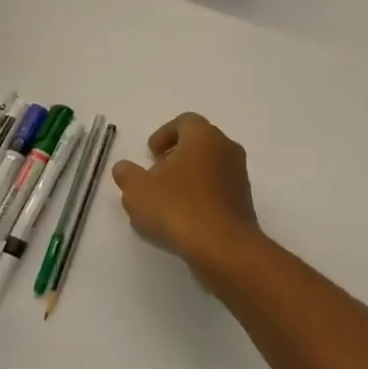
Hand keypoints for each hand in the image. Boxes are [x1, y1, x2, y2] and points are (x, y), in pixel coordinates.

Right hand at [112, 113, 266, 287]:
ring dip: (189, 176)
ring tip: (166, 199)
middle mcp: (226, 148)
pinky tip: (184, 217)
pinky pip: (218, 188)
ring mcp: (239, 175)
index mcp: (204, 136)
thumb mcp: (139, 192)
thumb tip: (123, 168)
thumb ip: (128, 176)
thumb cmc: (178, 208)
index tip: (151, 153)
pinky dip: (201, 194)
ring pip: (210, 166)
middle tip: (156, 173)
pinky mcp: (244, 201)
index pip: (185, 121)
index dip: (165, 134)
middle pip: (199, 142)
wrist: (224, 247)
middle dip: (176, 155)